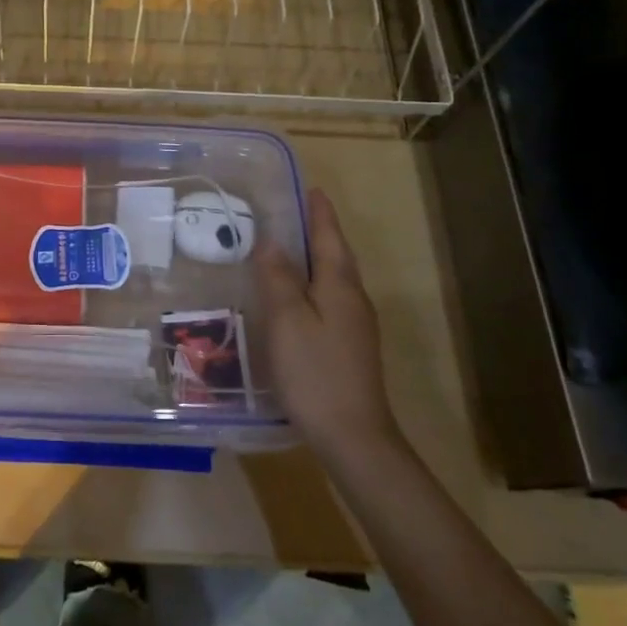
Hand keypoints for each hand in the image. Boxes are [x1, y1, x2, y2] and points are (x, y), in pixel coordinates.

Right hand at [254, 188, 402, 461]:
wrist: (353, 436)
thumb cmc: (315, 372)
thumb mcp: (287, 320)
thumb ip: (278, 278)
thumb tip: (271, 240)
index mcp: (340, 286)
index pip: (329, 237)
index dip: (319, 213)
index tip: (311, 189)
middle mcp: (353, 299)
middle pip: (335, 256)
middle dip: (318, 232)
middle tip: (293, 213)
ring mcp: (355, 325)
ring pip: (333, 279)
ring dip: (315, 258)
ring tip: (288, 248)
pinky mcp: (349, 347)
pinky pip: (330, 300)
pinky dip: (313, 285)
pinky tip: (295, 296)